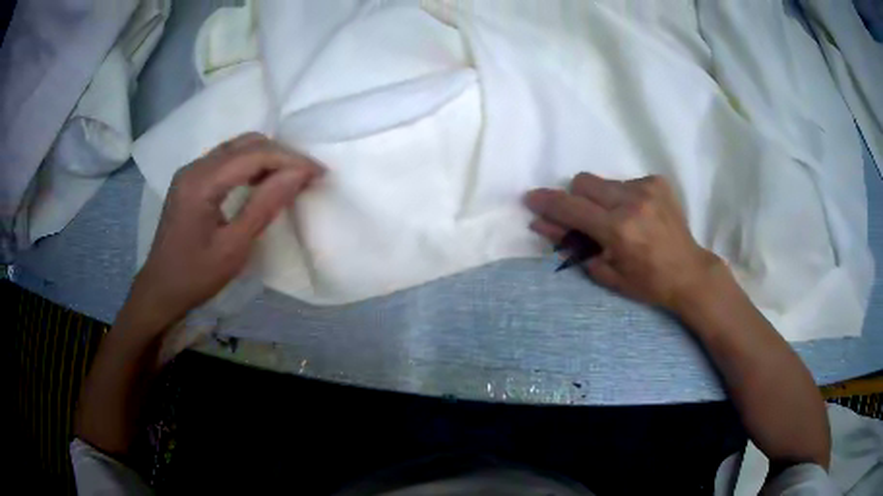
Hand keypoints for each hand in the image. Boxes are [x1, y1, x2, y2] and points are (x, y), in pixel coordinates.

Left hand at [130, 133, 323, 329]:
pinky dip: (251, 164)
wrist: (160, 291)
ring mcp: (191, 171)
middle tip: (308, 175)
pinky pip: (227, 159)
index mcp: (201, 183)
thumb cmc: (195, 277)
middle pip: (246, 143)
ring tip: (291, 177)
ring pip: (237, 147)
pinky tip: (263, 181)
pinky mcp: (191, 180)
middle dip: (281, 154)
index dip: (290, 159)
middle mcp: (194, 167)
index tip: (320, 172)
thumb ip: (265, 206)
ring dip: (267, 157)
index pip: (254, 155)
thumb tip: (299, 174)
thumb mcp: (233, 248)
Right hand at [525, 173, 722, 311]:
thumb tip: (542, 225)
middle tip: (585, 220)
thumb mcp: (606, 273)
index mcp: (618, 230)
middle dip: (576, 199)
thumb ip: (572, 246)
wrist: (689, 272)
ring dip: (600, 199)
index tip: (531, 199)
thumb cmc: (647, 283)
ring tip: (618, 221)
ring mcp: (647, 188)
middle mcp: (631, 201)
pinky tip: (637, 215)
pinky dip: (622, 197)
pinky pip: (625, 182)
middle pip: (583, 182)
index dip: (547, 202)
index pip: (572, 208)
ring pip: (604, 182)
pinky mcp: (658, 182)